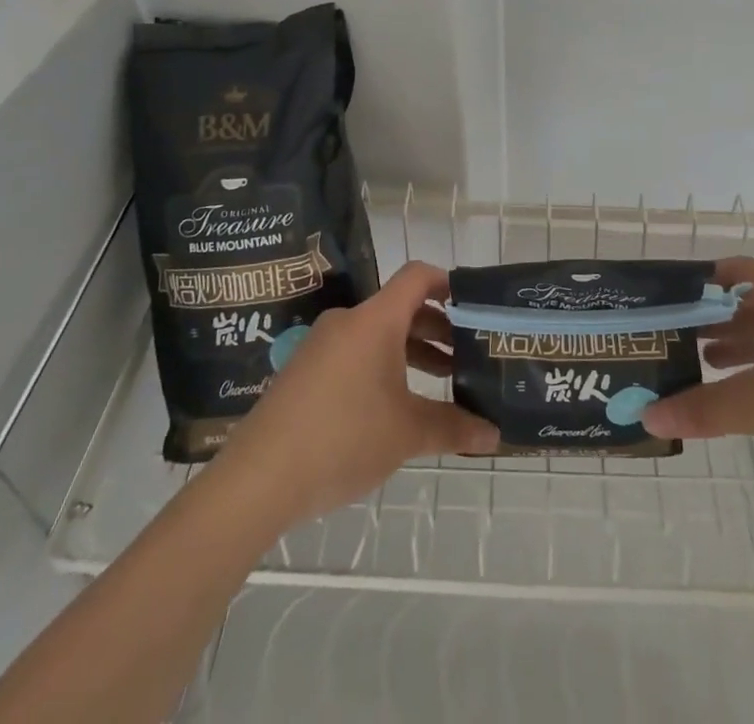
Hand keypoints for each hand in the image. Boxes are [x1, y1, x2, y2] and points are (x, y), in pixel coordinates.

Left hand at [209, 262, 498, 528]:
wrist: (259, 477)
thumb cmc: (343, 437)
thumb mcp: (407, 433)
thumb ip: (454, 428)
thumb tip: (494, 436)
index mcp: (375, 320)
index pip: (418, 276)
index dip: (448, 283)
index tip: (473, 305)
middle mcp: (348, 321)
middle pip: (400, 308)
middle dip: (437, 329)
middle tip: (467, 355)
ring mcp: (322, 345)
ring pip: (377, 334)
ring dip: (411, 351)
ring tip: (440, 382)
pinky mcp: (305, 371)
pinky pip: (354, 354)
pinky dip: (382, 366)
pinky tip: (394, 405)